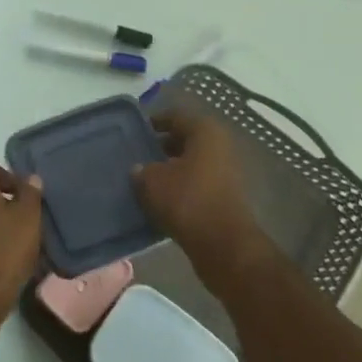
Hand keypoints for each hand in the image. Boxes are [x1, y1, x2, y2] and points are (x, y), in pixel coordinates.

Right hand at [133, 111, 275, 297]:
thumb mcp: (153, 181)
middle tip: (137, 155)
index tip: (135, 132)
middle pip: (185, 139)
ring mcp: (225, 171)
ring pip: (191, 162)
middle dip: (161, 147)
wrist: (223, 244)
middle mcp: (220, 145)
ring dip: (170, 169)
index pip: (175, 117)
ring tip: (144, 179)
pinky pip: (197, 182)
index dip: (154, 122)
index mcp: (205, 131)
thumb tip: (139, 169)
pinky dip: (180, 186)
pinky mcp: (225, 195)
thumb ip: (141, 170)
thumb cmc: (187, 200)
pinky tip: (160, 198)